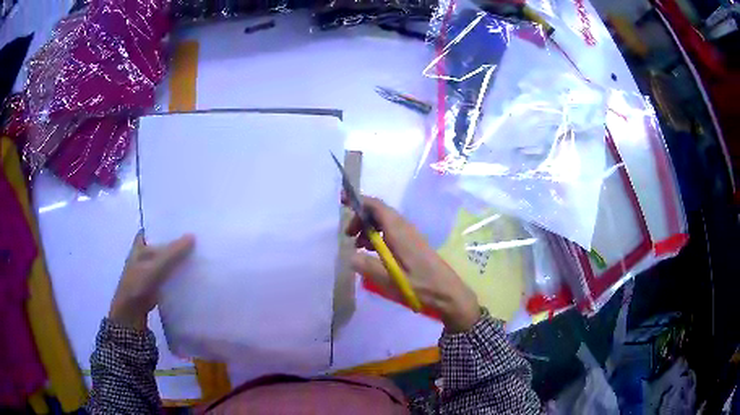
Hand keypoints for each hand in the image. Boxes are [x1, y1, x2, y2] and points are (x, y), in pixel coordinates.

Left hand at [109, 231, 194, 329]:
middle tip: (195, 238)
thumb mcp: (156, 266)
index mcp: (139, 245)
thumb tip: (193, 236)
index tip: (181, 223)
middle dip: (175, 242)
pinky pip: (168, 274)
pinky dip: (177, 273)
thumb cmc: (138, 284)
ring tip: (197, 254)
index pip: (153, 230)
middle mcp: (143, 255)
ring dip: (177, 259)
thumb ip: (173, 252)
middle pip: (161, 245)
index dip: (164, 226)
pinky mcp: (155, 284)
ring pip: (166, 260)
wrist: (132, 312)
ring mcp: (148, 271)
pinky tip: (190, 273)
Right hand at [345, 196, 480, 332]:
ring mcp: (411, 235)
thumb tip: (350, 256)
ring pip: (385, 222)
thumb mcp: (390, 280)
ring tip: (358, 247)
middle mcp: (405, 228)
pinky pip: (392, 232)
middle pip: (379, 212)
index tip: (341, 201)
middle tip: (348, 235)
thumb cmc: (421, 287)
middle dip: (361, 218)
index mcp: (398, 231)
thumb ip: (368, 266)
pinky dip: (378, 236)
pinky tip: (374, 253)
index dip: (358, 201)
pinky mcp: (414, 244)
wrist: (449, 294)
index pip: (376, 206)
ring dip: (369, 229)